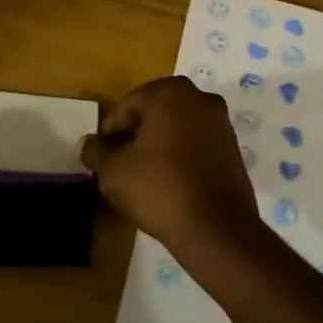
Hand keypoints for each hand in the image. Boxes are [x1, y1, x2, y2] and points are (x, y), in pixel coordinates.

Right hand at [81, 77, 265, 258]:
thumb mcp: (114, 171)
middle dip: (134, 136)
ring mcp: (222, 124)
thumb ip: (96, 151)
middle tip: (118, 164)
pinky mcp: (234, 150)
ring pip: (177, 129)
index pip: (128, 105)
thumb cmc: (160, 188)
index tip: (101, 155)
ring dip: (157, 146)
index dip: (110, 131)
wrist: (216, 229)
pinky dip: (179, 157)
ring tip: (140, 177)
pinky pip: (196, 145)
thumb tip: (88, 144)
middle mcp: (201, 99)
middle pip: (154, 114)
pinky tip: (167, 183)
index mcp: (171, 93)